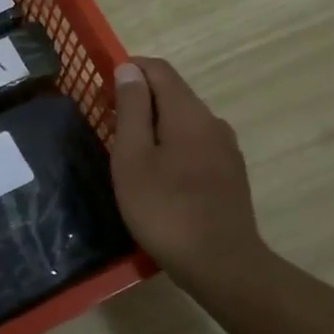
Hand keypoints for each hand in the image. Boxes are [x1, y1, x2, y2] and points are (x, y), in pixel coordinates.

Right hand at [111, 58, 268, 292]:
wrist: (221, 264)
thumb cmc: (165, 209)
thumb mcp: (133, 158)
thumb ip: (132, 109)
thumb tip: (129, 69)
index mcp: (188, 112)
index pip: (159, 70)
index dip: (129, 69)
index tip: (102, 88)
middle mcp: (213, 121)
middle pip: (173, 93)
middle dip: (140, 98)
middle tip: (108, 124)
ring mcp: (226, 148)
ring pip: (185, 120)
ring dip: (156, 124)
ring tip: (129, 152)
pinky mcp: (230, 173)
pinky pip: (196, 143)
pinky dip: (172, 145)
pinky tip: (159, 174)